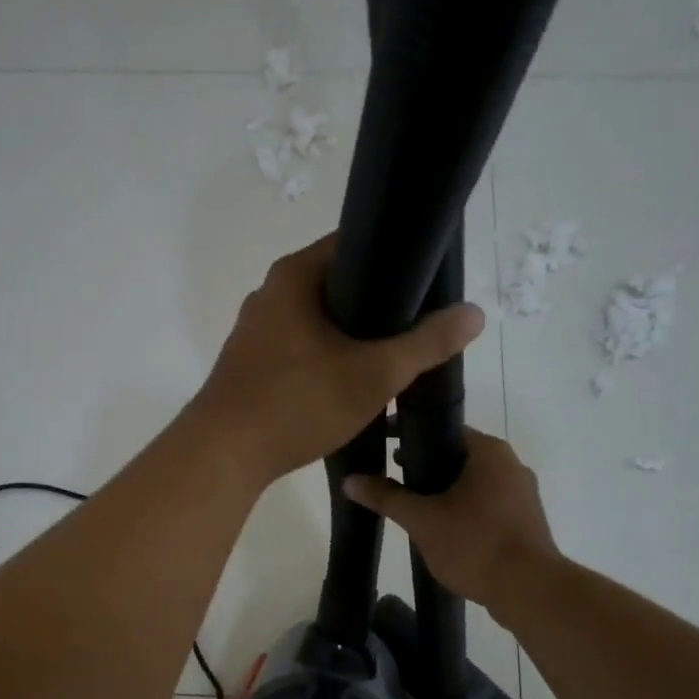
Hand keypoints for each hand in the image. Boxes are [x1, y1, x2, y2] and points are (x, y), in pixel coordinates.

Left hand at [189, 234, 484, 483]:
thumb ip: (426, 343)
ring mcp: (256, 330)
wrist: (224, 456)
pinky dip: (327, 357)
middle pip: (338, 283)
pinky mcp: (251, 363)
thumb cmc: (297, 403)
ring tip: (392, 356)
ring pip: (319, 320)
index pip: (354, 242)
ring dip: (353, 336)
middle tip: (418, 325)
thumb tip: (473, 313)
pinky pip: (301, 347)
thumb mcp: (373, 374)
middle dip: (379, 303)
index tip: (428, 280)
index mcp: (294, 276)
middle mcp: (270, 293)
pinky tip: (350, 382)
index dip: (395, 256)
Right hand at [343, 428, 559, 613]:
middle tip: (393, 475)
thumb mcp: (422, 520)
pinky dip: (463, 506)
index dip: (410, 433)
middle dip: (425, 463)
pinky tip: (442, 526)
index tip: (383, 442)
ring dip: (444, 487)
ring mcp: (523, 493)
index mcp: (489, 451)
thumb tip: (350, 480)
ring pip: (474, 480)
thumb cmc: (475, 544)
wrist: (529, 591)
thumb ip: (386, 497)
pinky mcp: (526, 520)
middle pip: (459, 454)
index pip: (443, 428)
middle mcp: (511, 464)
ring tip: (413, 503)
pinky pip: (487, 502)